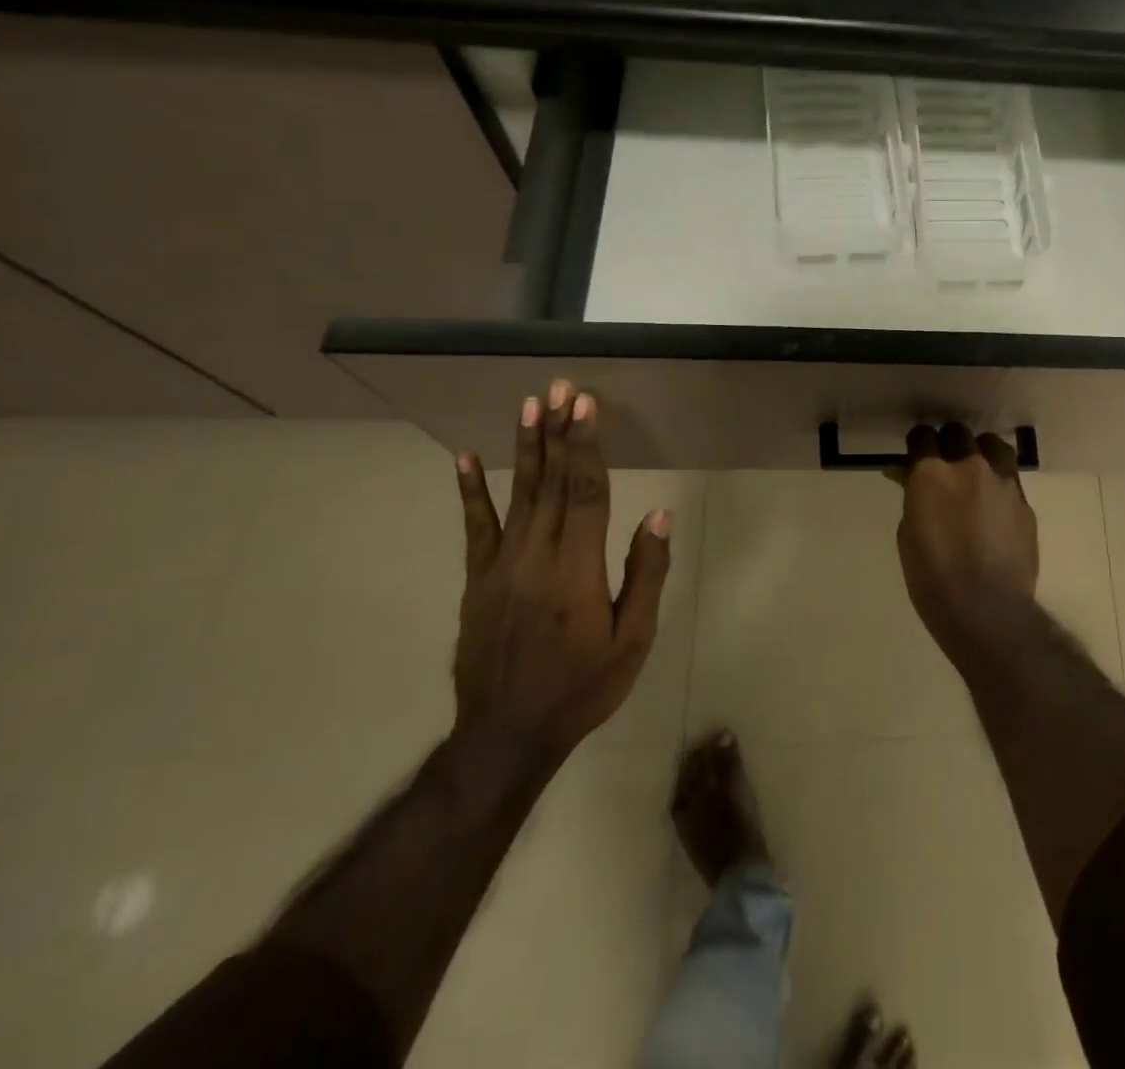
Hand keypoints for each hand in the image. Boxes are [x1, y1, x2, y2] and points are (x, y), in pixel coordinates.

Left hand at [452, 379, 670, 760]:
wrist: (507, 735)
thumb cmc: (582, 687)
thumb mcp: (632, 639)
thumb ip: (645, 574)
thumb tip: (657, 516)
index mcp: (576, 569)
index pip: (585, 492)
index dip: (586, 446)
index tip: (586, 405)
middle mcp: (535, 557)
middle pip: (550, 483)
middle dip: (558, 431)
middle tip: (560, 388)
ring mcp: (500, 567)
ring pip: (517, 495)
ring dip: (525, 447)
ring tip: (529, 404)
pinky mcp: (477, 582)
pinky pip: (475, 528)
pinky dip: (471, 492)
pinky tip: (466, 459)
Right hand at [896, 422, 1038, 653]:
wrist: (987, 609)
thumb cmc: (933, 578)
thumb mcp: (908, 534)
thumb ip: (914, 498)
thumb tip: (914, 481)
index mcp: (931, 474)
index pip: (922, 436)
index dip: (918, 444)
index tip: (916, 455)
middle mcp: (969, 466)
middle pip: (959, 434)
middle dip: (949, 444)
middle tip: (945, 464)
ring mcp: (1002, 481)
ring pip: (993, 445)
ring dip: (980, 452)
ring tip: (977, 472)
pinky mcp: (1024, 501)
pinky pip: (1010, 477)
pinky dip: (999, 482)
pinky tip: (995, 504)